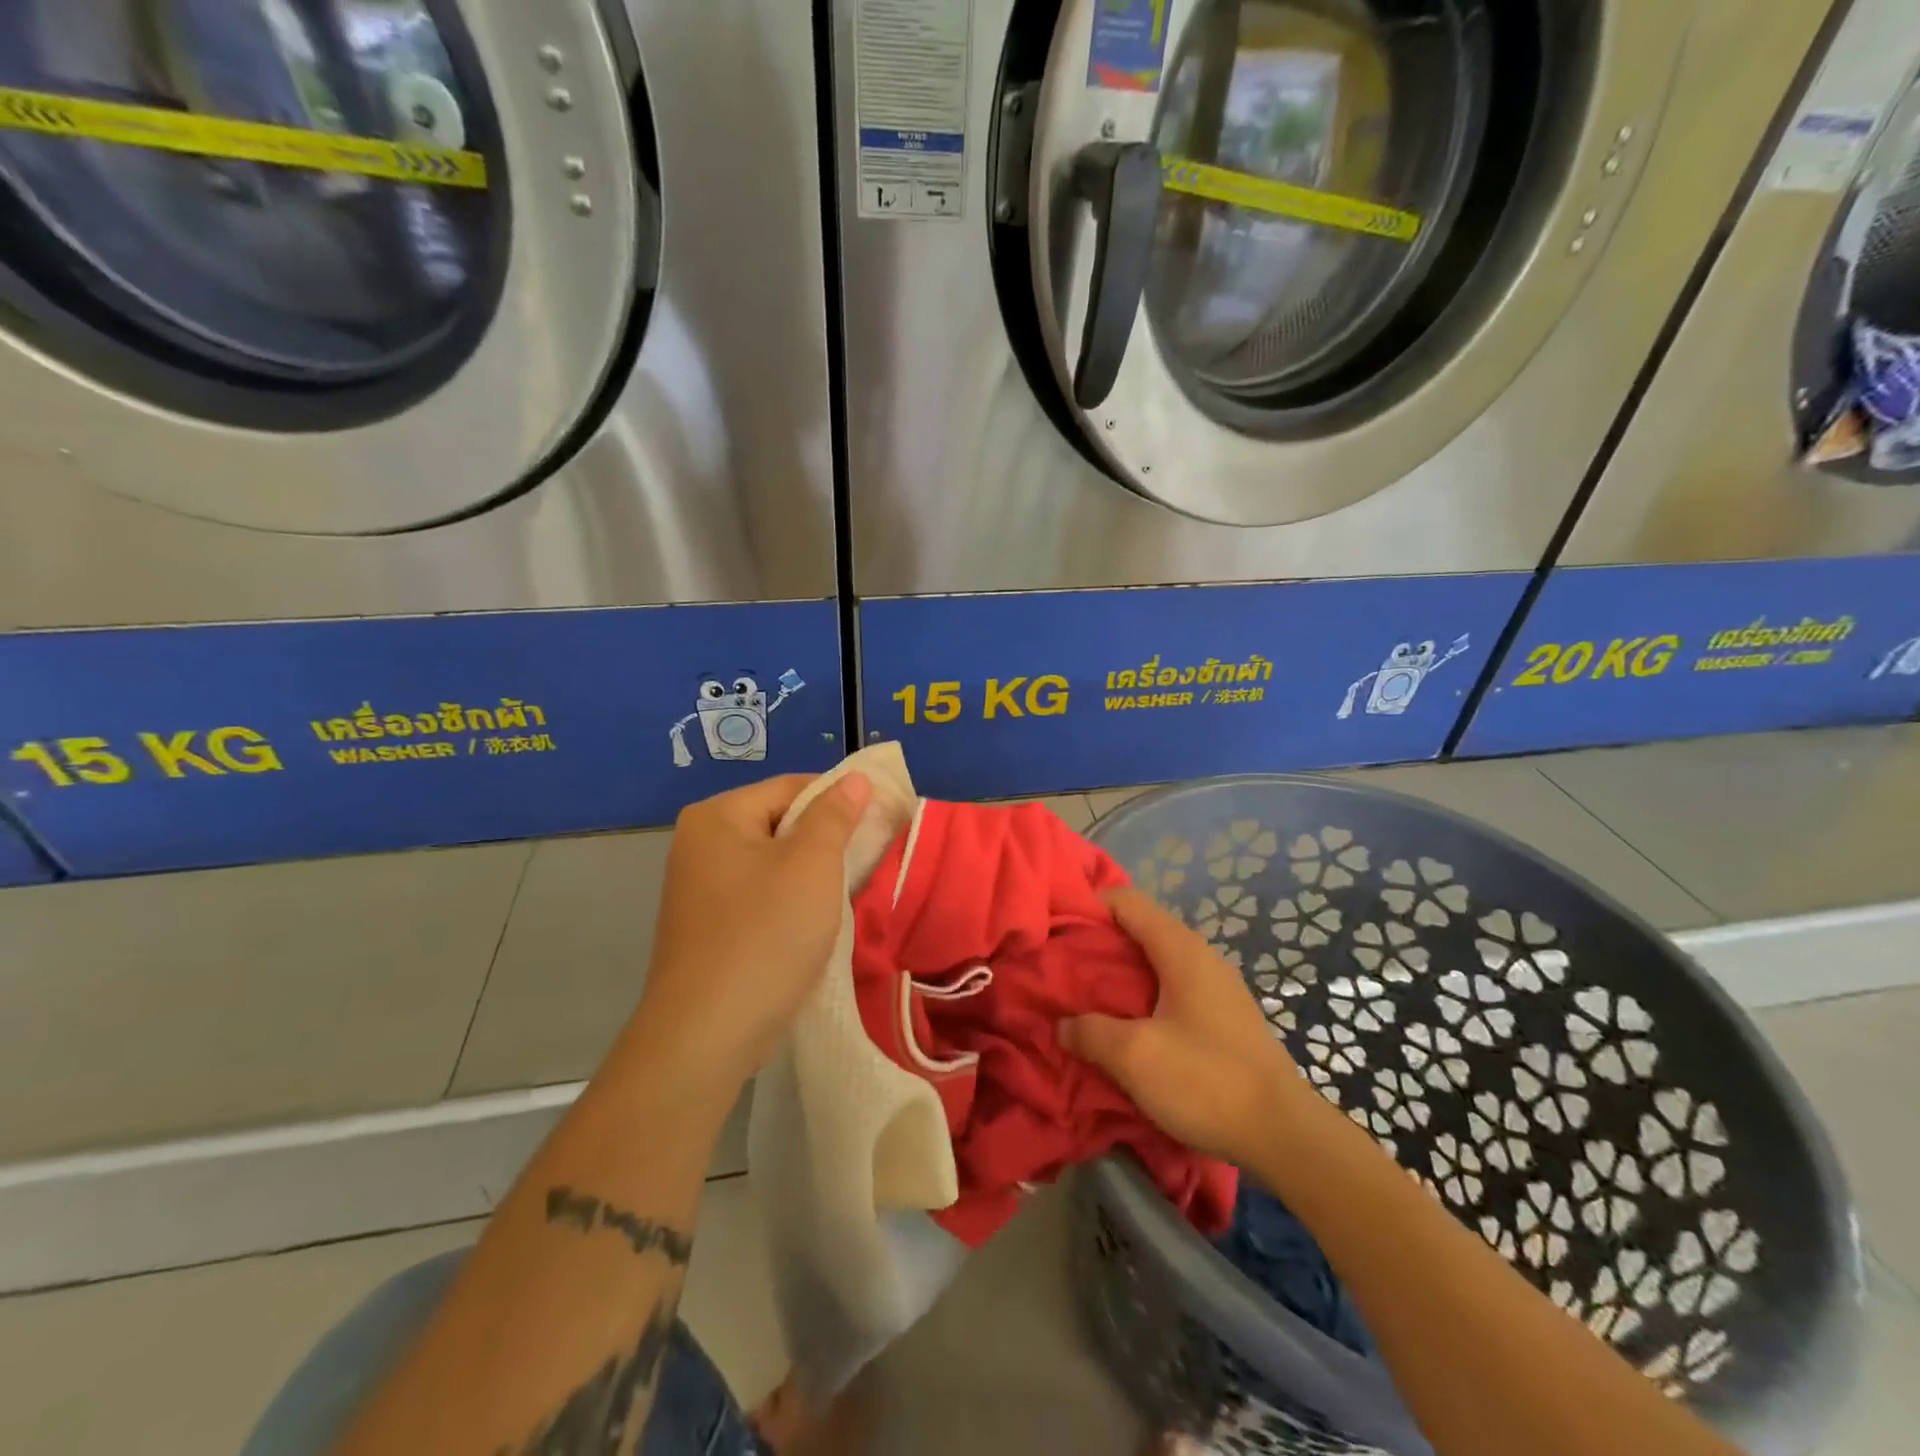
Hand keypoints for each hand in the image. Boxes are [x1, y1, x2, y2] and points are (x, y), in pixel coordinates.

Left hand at [632, 772, 870, 1090]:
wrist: (707, 1035)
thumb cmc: (765, 935)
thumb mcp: (811, 864)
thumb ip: (835, 814)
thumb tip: (854, 778)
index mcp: (717, 817)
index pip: (792, 786)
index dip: (841, 799)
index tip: (882, 822)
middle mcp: (701, 844)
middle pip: (782, 823)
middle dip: (828, 840)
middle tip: (869, 861)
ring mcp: (701, 889)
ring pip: (775, 863)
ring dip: (814, 875)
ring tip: (849, 894)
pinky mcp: (710, 927)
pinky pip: (762, 896)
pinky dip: (792, 903)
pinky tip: (816, 925)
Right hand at [1060, 887, 1304, 1165]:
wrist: (1284, 1135)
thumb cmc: (1206, 1081)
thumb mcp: (1134, 1056)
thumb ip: (1090, 1032)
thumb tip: (1064, 1024)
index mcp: (1180, 949)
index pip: (1127, 901)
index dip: (1089, 906)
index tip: (1057, 930)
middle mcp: (1201, 956)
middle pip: (1141, 928)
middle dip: (1099, 943)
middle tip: (1063, 967)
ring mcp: (1217, 986)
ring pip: (1156, 961)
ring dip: (1120, 973)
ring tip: (1087, 997)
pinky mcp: (1224, 1016)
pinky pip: (1172, 987)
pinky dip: (1143, 994)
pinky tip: (1127, 1025)